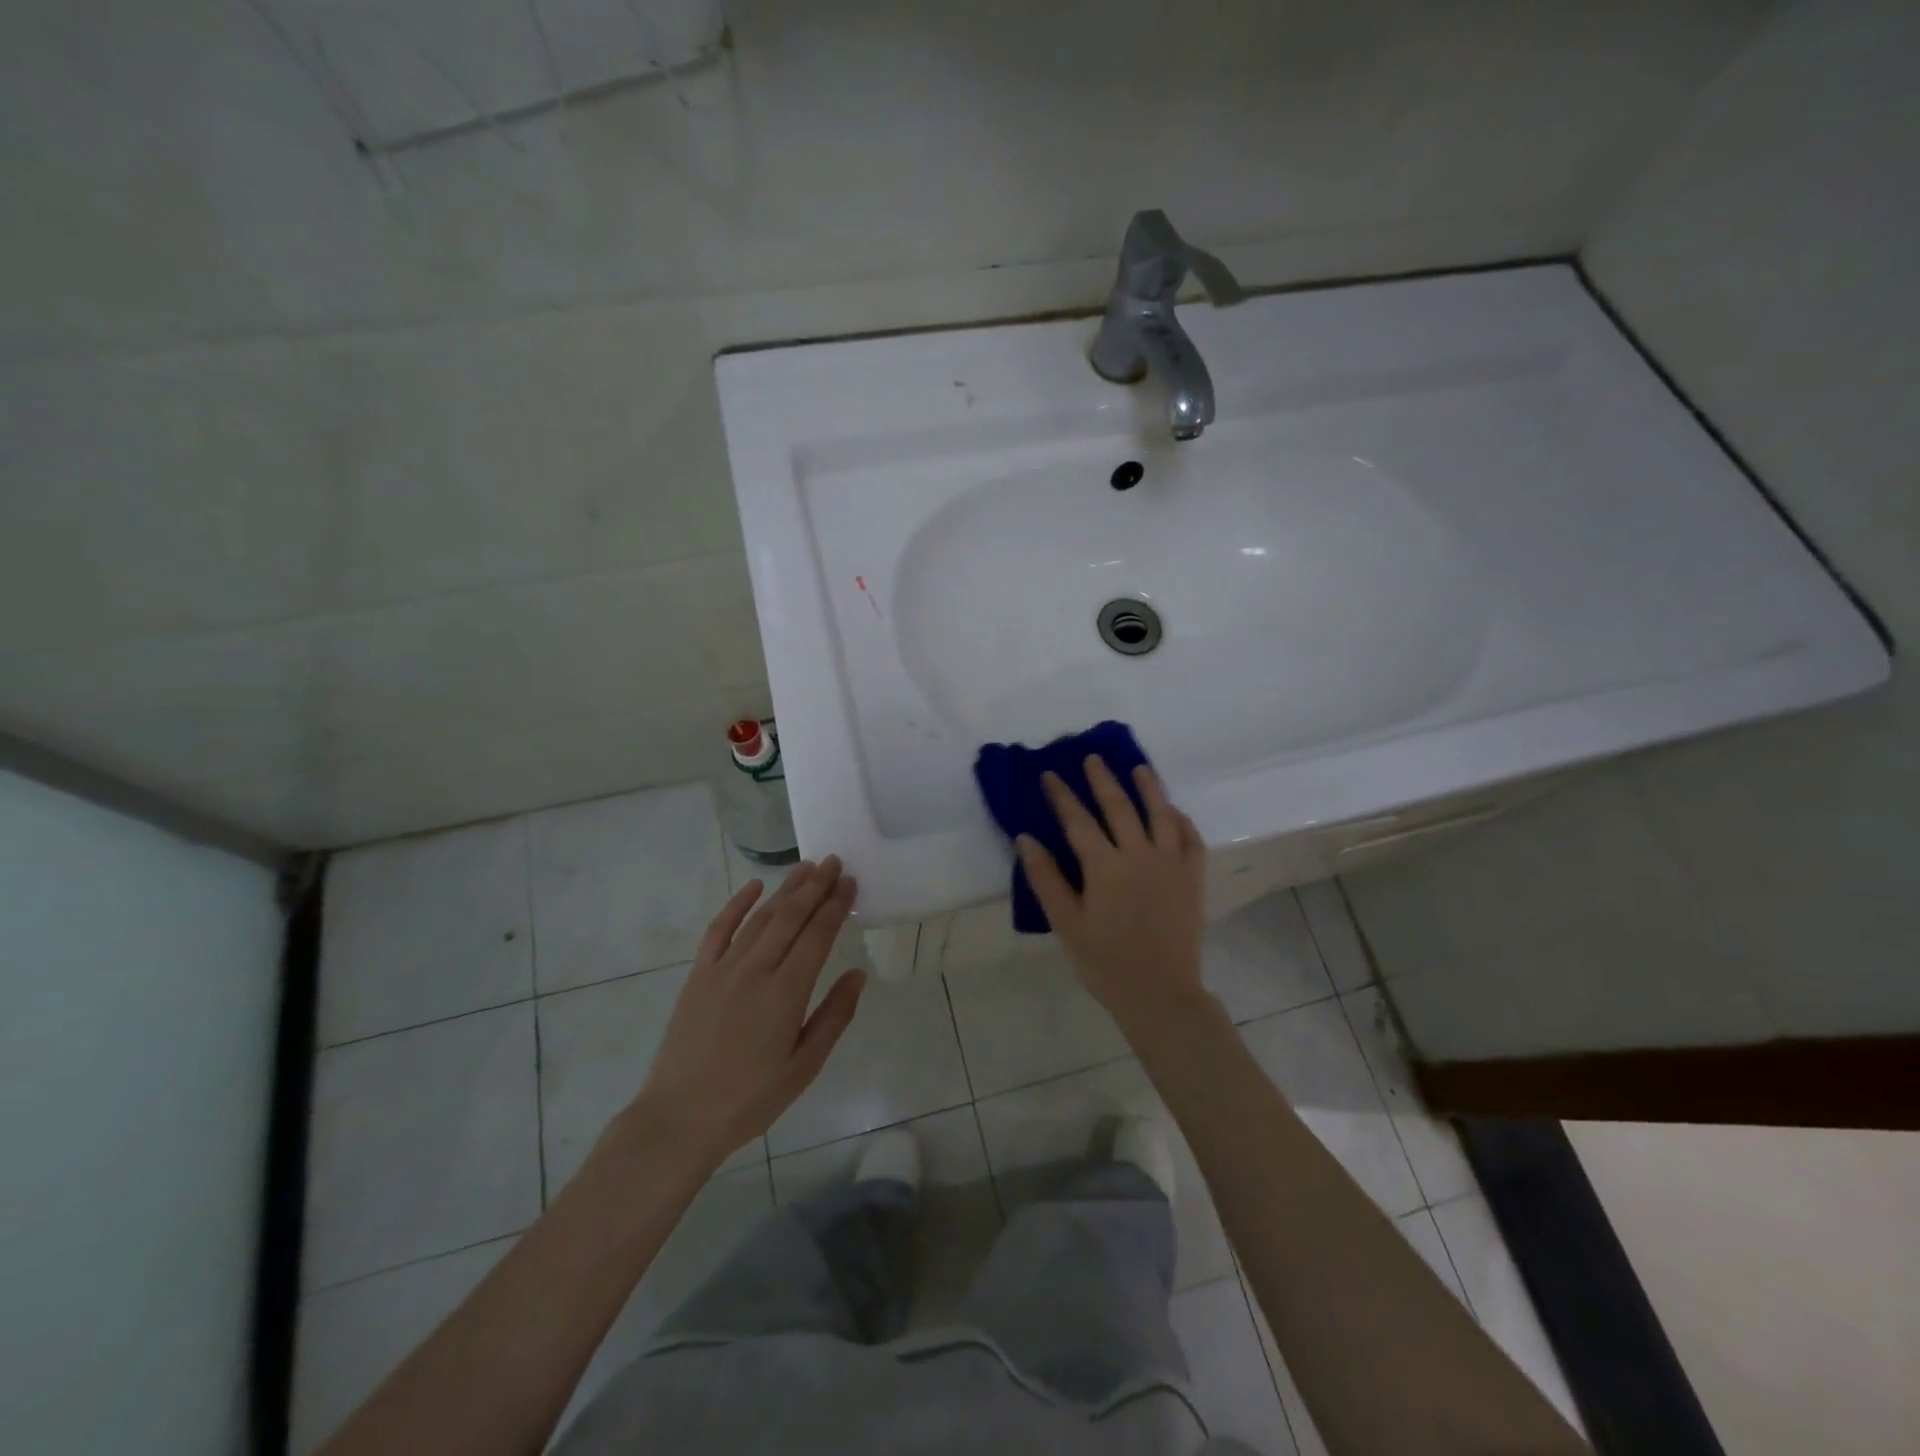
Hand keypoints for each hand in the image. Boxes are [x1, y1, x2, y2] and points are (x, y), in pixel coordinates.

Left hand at [628, 858, 865, 1170]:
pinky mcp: (699, 975)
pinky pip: (719, 930)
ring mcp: (723, 969)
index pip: (817, 936)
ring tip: (806, 868)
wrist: (679, 1118)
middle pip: (790, 917)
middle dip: (815, 886)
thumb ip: (834, 1017)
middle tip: (834, 861)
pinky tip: (753, 886)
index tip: (850, 882)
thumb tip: (857, 974)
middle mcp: (756, 971)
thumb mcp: (804, 1067)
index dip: (835, 906)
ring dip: (785, 889)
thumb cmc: (750, 1099)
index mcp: (786, 994)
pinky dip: (737, 905)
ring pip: (760, 917)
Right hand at [1016, 757, 1209, 1032]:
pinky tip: (1174, 811)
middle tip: (1092, 758)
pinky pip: (1191, 839)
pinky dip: (1182, 820)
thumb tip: (1025, 838)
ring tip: (1139, 768)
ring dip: (1149, 787)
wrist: (1160, 994)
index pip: (1077, 820)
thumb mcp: (1066, 923)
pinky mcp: (1193, 878)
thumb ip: (1046, 878)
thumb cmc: (1105, 962)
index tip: (1049, 774)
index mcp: (1105, 866)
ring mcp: (1171, 864)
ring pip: (1160, 814)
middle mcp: (1140, 855)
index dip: (1061, 795)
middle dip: (1102, 780)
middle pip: (1119, 807)